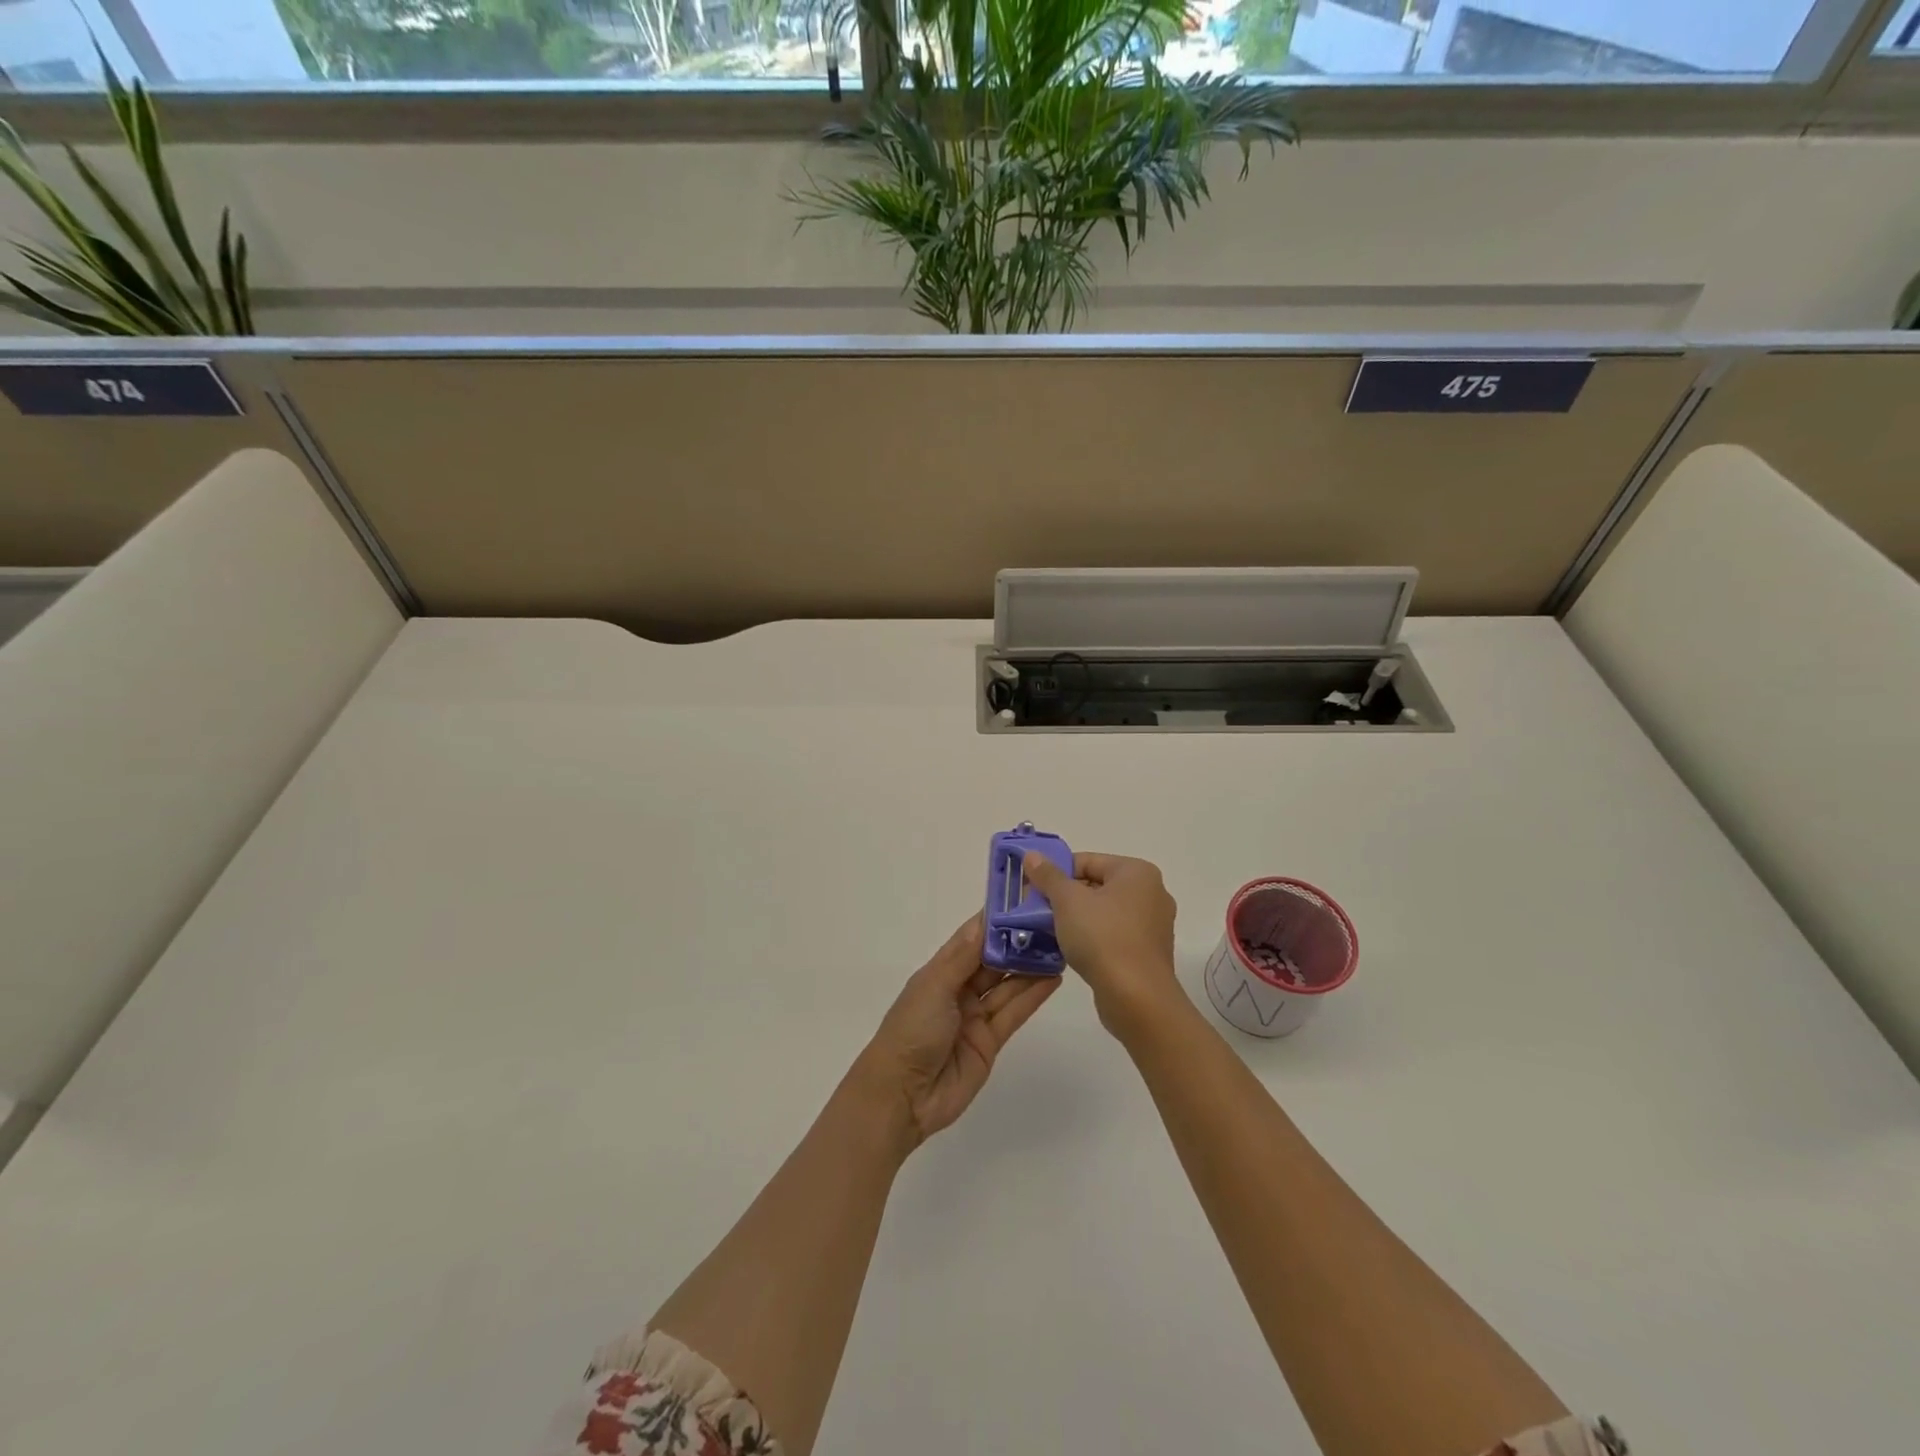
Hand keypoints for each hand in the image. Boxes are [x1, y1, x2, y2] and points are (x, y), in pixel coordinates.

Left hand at [854, 913, 1058, 1149]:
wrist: (902, 1096)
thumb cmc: (912, 1031)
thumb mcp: (934, 986)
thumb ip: (963, 957)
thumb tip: (985, 922)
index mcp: (939, 972)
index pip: (970, 939)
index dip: (994, 921)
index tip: (1022, 899)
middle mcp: (958, 990)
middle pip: (993, 961)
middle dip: (1018, 943)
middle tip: (1051, 922)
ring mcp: (975, 1017)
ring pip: (1007, 986)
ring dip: (1030, 967)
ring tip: (1061, 946)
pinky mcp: (990, 1042)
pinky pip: (1014, 1013)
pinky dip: (1033, 995)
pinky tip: (1053, 978)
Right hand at [1021, 852, 1180, 1039]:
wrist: (1137, 999)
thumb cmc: (1103, 939)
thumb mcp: (1067, 901)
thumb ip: (1048, 876)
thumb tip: (1032, 855)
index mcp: (1137, 872)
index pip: (1087, 861)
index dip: (1055, 873)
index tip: (1031, 889)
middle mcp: (1151, 893)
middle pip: (1095, 885)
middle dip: (1063, 897)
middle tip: (1034, 910)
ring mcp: (1152, 925)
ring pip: (1103, 912)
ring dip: (1074, 919)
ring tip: (1047, 931)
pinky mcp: (1147, 953)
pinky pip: (1113, 935)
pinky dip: (1091, 938)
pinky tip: (1069, 950)